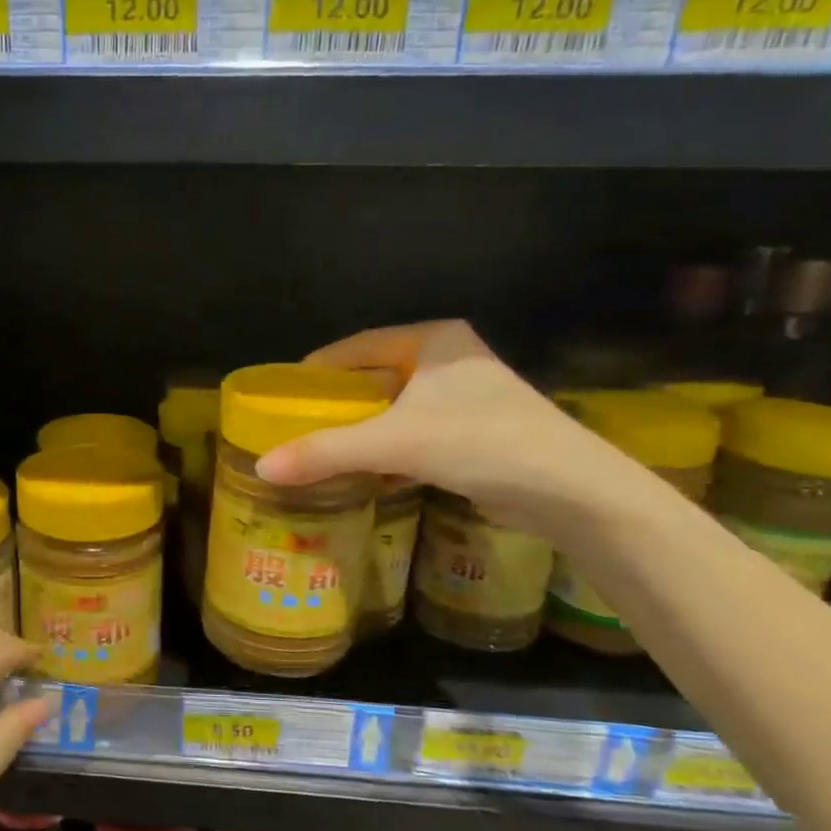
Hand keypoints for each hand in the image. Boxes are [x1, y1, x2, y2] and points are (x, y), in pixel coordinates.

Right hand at [253, 320, 636, 531]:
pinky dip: (387, 451)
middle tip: (295, 426)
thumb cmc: (479, 442)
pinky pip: (414, 435)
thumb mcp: (392, 443)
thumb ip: (325, 452)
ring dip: (361, 431)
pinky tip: (362, 472)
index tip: (283, 394)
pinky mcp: (475, 433)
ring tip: (319, 450)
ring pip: (394, 410)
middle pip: (374, 378)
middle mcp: (449, 361)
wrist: (569, 490)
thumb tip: (261, 469)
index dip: (317, 368)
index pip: (357, 346)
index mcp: (432, 340)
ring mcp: (465, 398)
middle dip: (337, 404)